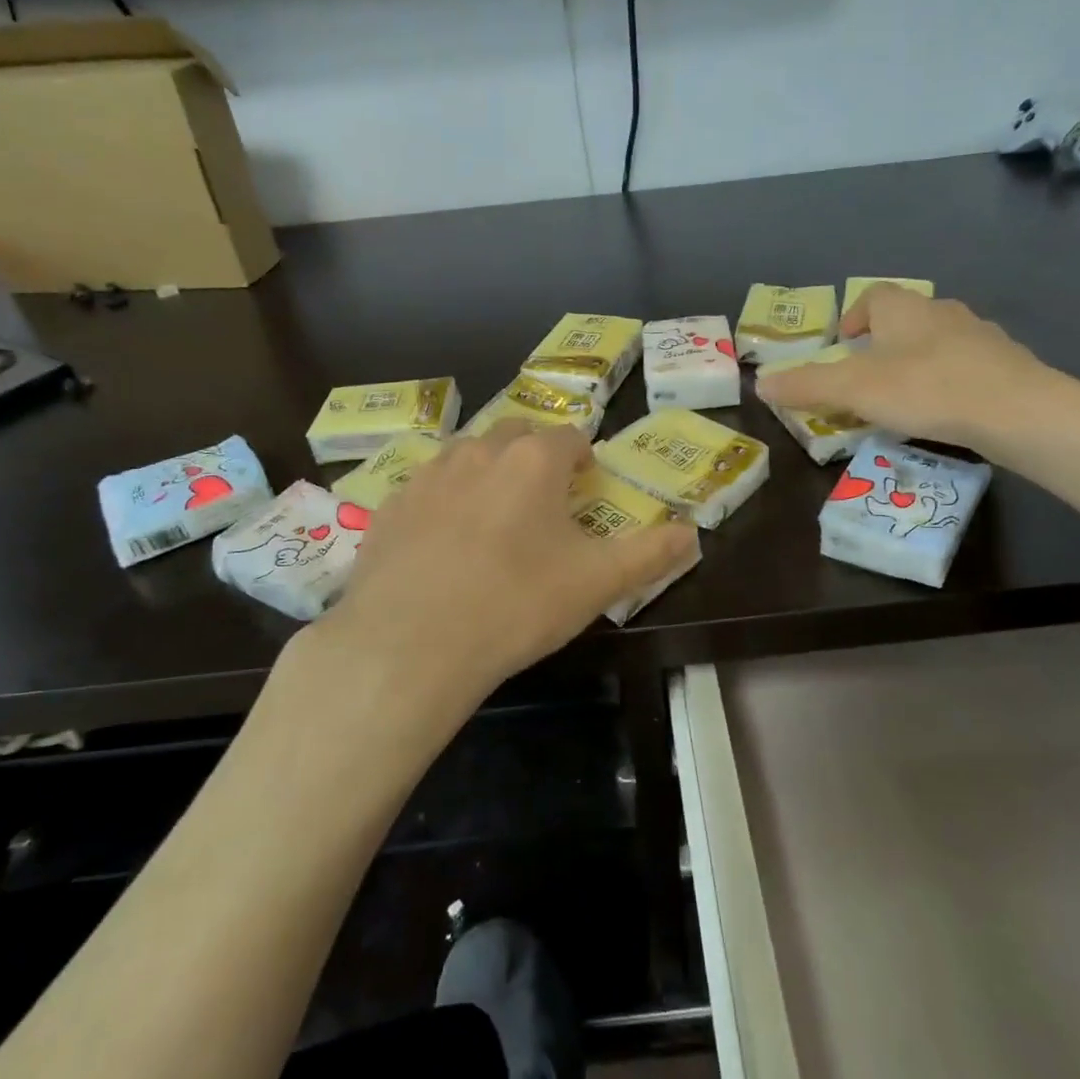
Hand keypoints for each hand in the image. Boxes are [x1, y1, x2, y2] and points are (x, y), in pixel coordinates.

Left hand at [317, 422, 697, 707]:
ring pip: (465, 456)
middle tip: (542, 501)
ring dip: (486, 473)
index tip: (586, 487)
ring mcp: (426, 477)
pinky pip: (424, 491)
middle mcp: (477, 452)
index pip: (569, 437)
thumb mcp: (597, 583)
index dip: (583, 459)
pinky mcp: (388, 509)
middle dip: (534, 456)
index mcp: (533, 460)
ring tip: (493, 519)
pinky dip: (441, 504)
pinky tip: (441, 547)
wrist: (410, 644)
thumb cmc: (517, 604)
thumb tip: (691, 532)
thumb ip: (650, 553)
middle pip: (515, 434)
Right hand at [754, 286, 1065, 452]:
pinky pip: (966, 365)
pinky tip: (945, 411)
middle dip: (883, 342)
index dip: (854, 315)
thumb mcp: (854, 389)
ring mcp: (980, 336)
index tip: (843, 343)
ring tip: (904, 397)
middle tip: (867, 375)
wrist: (1017, 411)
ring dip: (917, 361)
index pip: (874, 294)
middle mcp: (943, 312)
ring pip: (938, 341)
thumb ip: (806, 385)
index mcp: (905, 309)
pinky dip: (949, 380)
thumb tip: (760, 383)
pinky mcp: (1007, 365)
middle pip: (906, 317)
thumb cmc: (926, 389)